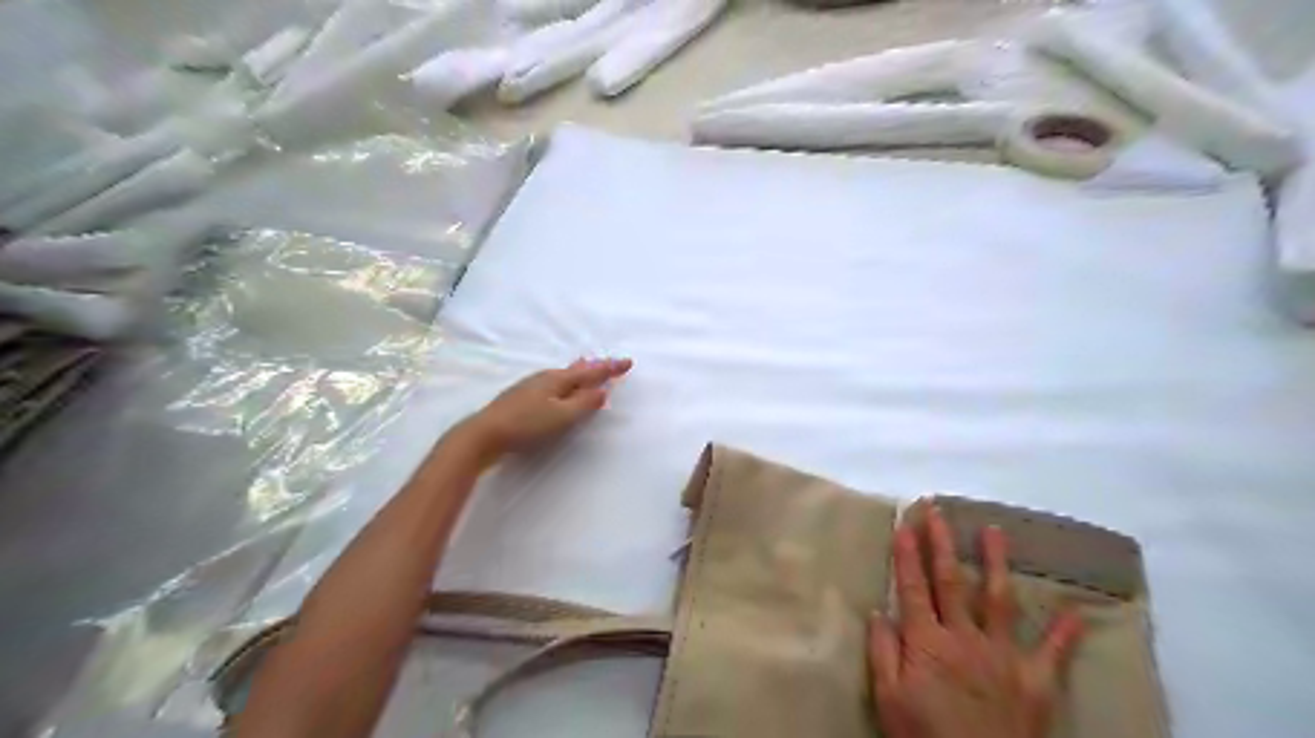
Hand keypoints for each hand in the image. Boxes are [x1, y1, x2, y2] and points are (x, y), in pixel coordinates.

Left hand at [459, 356, 631, 459]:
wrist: (484, 434)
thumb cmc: (527, 425)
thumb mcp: (562, 417)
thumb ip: (584, 404)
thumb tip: (602, 391)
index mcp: (558, 380)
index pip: (591, 373)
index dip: (610, 369)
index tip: (628, 362)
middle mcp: (545, 378)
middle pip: (575, 370)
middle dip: (593, 367)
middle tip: (607, 362)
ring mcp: (530, 387)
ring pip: (562, 376)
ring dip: (578, 373)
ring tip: (586, 366)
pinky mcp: (521, 399)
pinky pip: (552, 384)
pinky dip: (564, 382)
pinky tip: (558, 388)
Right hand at [872, 510, 1083, 737]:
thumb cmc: (926, 737)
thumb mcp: (889, 699)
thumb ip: (883, 653)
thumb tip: (878, 611)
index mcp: (927, 641)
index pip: (913, 586)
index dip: (907, 553)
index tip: (905, 523)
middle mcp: (965, 637)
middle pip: (951, 581)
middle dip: (942, 542)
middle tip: (937, 509)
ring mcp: (1003, 655)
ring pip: (998, 599)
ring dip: (996, 562)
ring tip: (995, 531)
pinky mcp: (1036, 680)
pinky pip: (1055, 651)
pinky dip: (1066, 631)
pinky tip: (1076, 610)